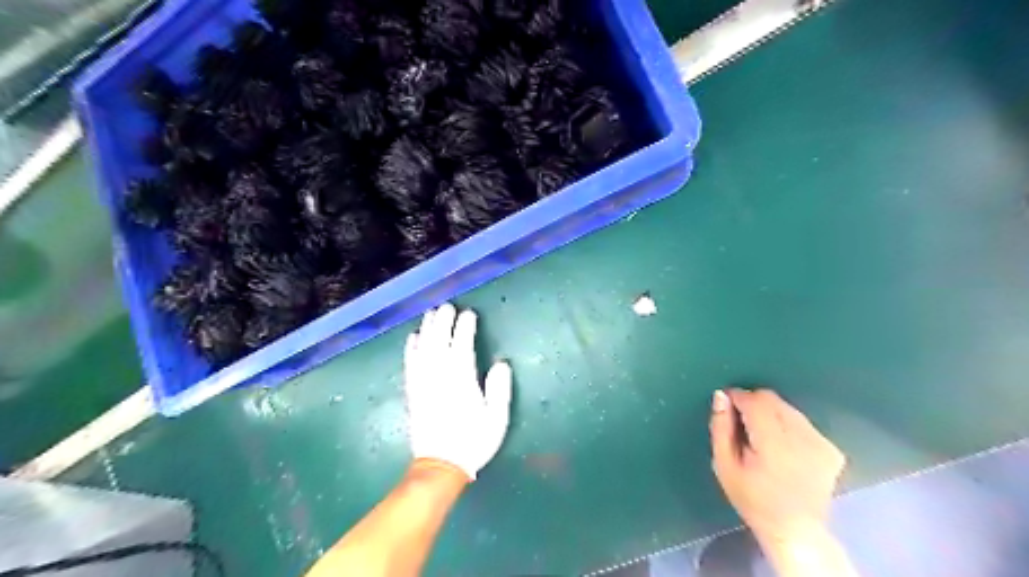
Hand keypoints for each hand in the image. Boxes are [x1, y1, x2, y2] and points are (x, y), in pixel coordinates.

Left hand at [404, 304, 512, 478]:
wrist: (441, 465)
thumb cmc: (473, 441)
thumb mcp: (496, 419)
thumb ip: (499, 390)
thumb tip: (501, 364)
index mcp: (462, 381)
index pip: (462, 346)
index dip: (465, 328)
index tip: (469, 314)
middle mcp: (440, 377)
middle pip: (440, 342)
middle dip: (443, 322)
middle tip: (447, 306)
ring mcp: (424, 384)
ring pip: (424, 349)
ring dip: (427, 329)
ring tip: (431, 314)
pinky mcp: (413, 392)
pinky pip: (410, 364)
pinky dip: (411, 349)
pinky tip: (413, 337)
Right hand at [708, 389, 843, 542]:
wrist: (796, 531)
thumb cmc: (752, 499)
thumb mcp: (724, 466)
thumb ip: (720, 428)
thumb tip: (721, 396)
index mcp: (773, 445)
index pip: (755, 401)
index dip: (737, 397)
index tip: (726, 406)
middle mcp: (802, 439)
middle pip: (772, 400)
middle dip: (753, 404)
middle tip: (742, 424)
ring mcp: (821, 443)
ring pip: (787, 408)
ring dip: (770, 414)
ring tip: (762, 438)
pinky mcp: (832, 449)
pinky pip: (802, 422)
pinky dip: (788, 426)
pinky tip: (783, 448)